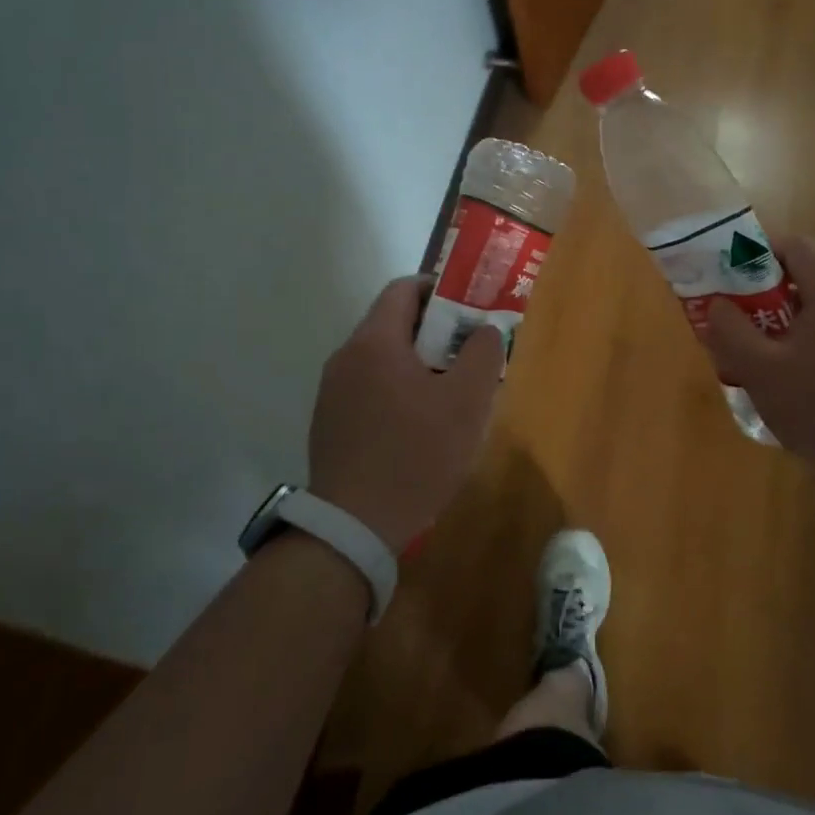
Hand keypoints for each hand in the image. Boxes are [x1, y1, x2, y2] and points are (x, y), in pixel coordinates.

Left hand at [307, 277, 503, 554]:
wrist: (354, 525)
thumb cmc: (416, 454)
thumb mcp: (466, 402)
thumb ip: (483, 354)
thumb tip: (485, 330)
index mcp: (374, 341)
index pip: (404, 288)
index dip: (439, 289)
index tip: (469, 307)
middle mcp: (346, 357)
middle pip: (392, 323)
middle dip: (435, 331)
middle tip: (468, 352)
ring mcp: (332, 391)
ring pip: (381, 358)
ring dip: (416, 363)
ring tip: (449, 391)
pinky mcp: (329, 422)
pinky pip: (368, 388)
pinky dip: (396, 389)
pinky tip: (418, 424)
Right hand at [705, 236, 814, 488]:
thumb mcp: (760, 370)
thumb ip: (731, 331)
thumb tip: (718, 305)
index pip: (796, 246)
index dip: (758, 253)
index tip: (729, 278)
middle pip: (804, 279)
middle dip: (761, 295)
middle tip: (733, 322)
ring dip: (780, 326)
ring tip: (752, 358)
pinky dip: (802, 348)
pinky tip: (786, 385)